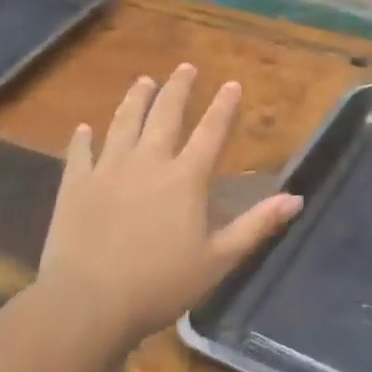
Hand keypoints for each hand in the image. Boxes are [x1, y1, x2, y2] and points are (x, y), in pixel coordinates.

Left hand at [37, 63, 302, 346]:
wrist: (86, 304)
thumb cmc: (160, 284)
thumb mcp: (219, 259)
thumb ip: (257, 225)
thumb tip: (297, 198)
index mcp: (186, 178)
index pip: (211, 131)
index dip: (224, 106)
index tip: (232, 83)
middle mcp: (148, 162)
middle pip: (166, 115)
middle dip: (178, 88)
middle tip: (186, 67)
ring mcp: (108, 170)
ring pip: (124, 123)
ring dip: (136, 100)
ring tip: (144, 81)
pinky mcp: (75, 186)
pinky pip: (80, 153)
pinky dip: (83, 139)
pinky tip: (83, 128)